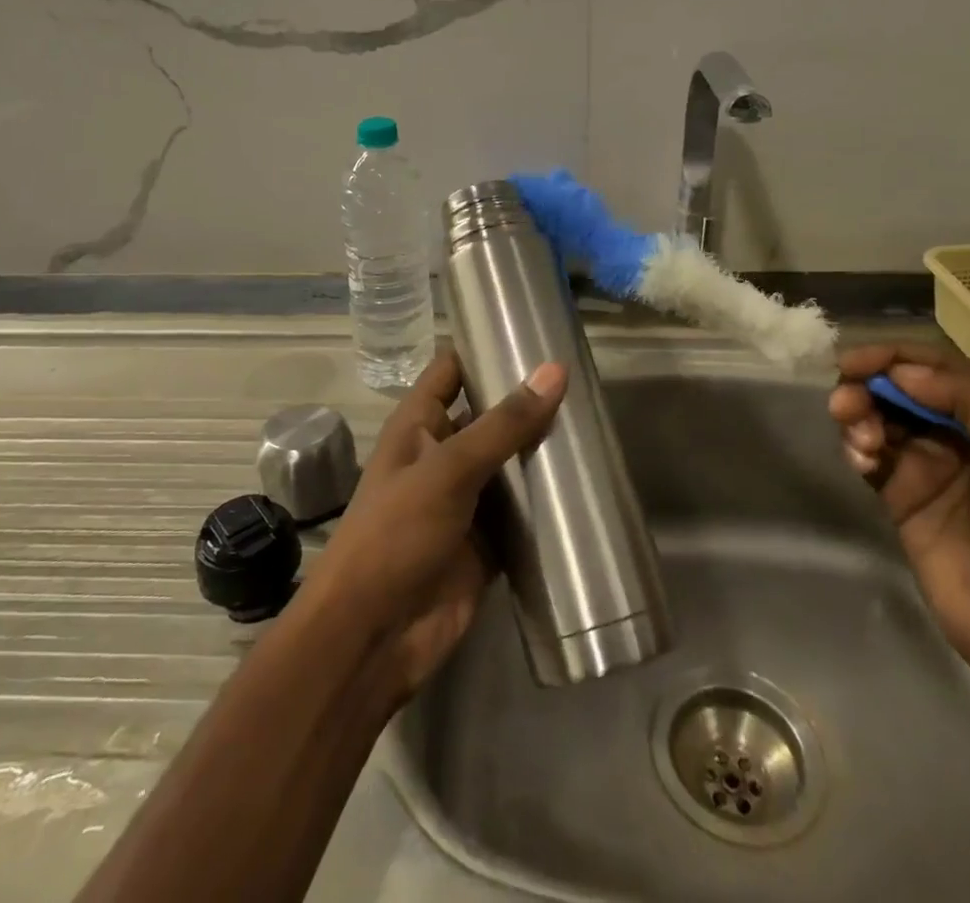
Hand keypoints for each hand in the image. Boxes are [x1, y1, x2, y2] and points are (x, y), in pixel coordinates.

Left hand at [303, 347, 564, 709]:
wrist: (373, 636)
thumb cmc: (397, 534)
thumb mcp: (449, 470)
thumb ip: (503, 424)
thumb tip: (554, 370)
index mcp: (419, 425)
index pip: (453, 370)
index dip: (485, 347)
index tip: (535, 331)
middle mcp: (443, 455)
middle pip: (489, 416)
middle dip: (528, 402)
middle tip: (585, 382)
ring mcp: (465, 500)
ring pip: (510, 464)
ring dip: (542, 452)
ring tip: (596, 425)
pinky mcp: (486, 543)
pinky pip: (522, 514)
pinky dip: (546, 504)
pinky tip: (587, 486)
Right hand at [830, 343, 969, 708]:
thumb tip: (900, 372)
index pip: (936, 366)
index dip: (892, 355)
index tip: (854, 362)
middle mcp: (960, 433)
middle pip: (898, 386)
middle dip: (867, 385)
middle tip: (846, 404)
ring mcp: (928, 465)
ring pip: (878, 417)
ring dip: (858, 416)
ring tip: (861, 442)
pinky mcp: (901, 496)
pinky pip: (868, 454)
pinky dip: (856, 447)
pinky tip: (861, 463)